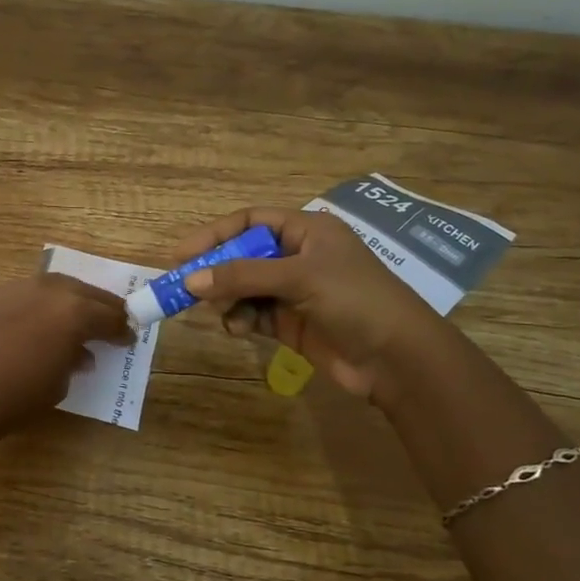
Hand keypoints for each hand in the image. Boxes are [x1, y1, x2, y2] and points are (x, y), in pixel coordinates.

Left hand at [0, 272, 133, 442]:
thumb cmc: (15, 397)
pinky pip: (22, 296)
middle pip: (83, 292)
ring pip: (51, 287)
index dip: (121, 329)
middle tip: (111, 319)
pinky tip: (33, 323)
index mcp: (74, 312)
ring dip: (67, 300)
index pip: (108, 316)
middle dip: (100, 306)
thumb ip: (73, 361)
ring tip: (73, 317)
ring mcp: (14, 289)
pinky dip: (35, 307)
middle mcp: (47, 290)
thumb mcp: (57, 385)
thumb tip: (78, 353)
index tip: (128, 338)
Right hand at [175, 207, 454, 401]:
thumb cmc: (354, 300)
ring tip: (220, 311)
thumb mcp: (299, 278)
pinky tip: (238, 329)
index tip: (182, 253)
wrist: (397, 359)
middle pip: (242, 255)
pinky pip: (252, 314)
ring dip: (227, 298)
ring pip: (244, 287)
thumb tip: (190, 280)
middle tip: (185, 287)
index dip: (215, 234)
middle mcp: (298, 256)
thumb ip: (243, 276)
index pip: (250, 221)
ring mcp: (294, 291)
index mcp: (306, 231)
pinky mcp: (290, 323)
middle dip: (216, 270)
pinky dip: (240, 319)